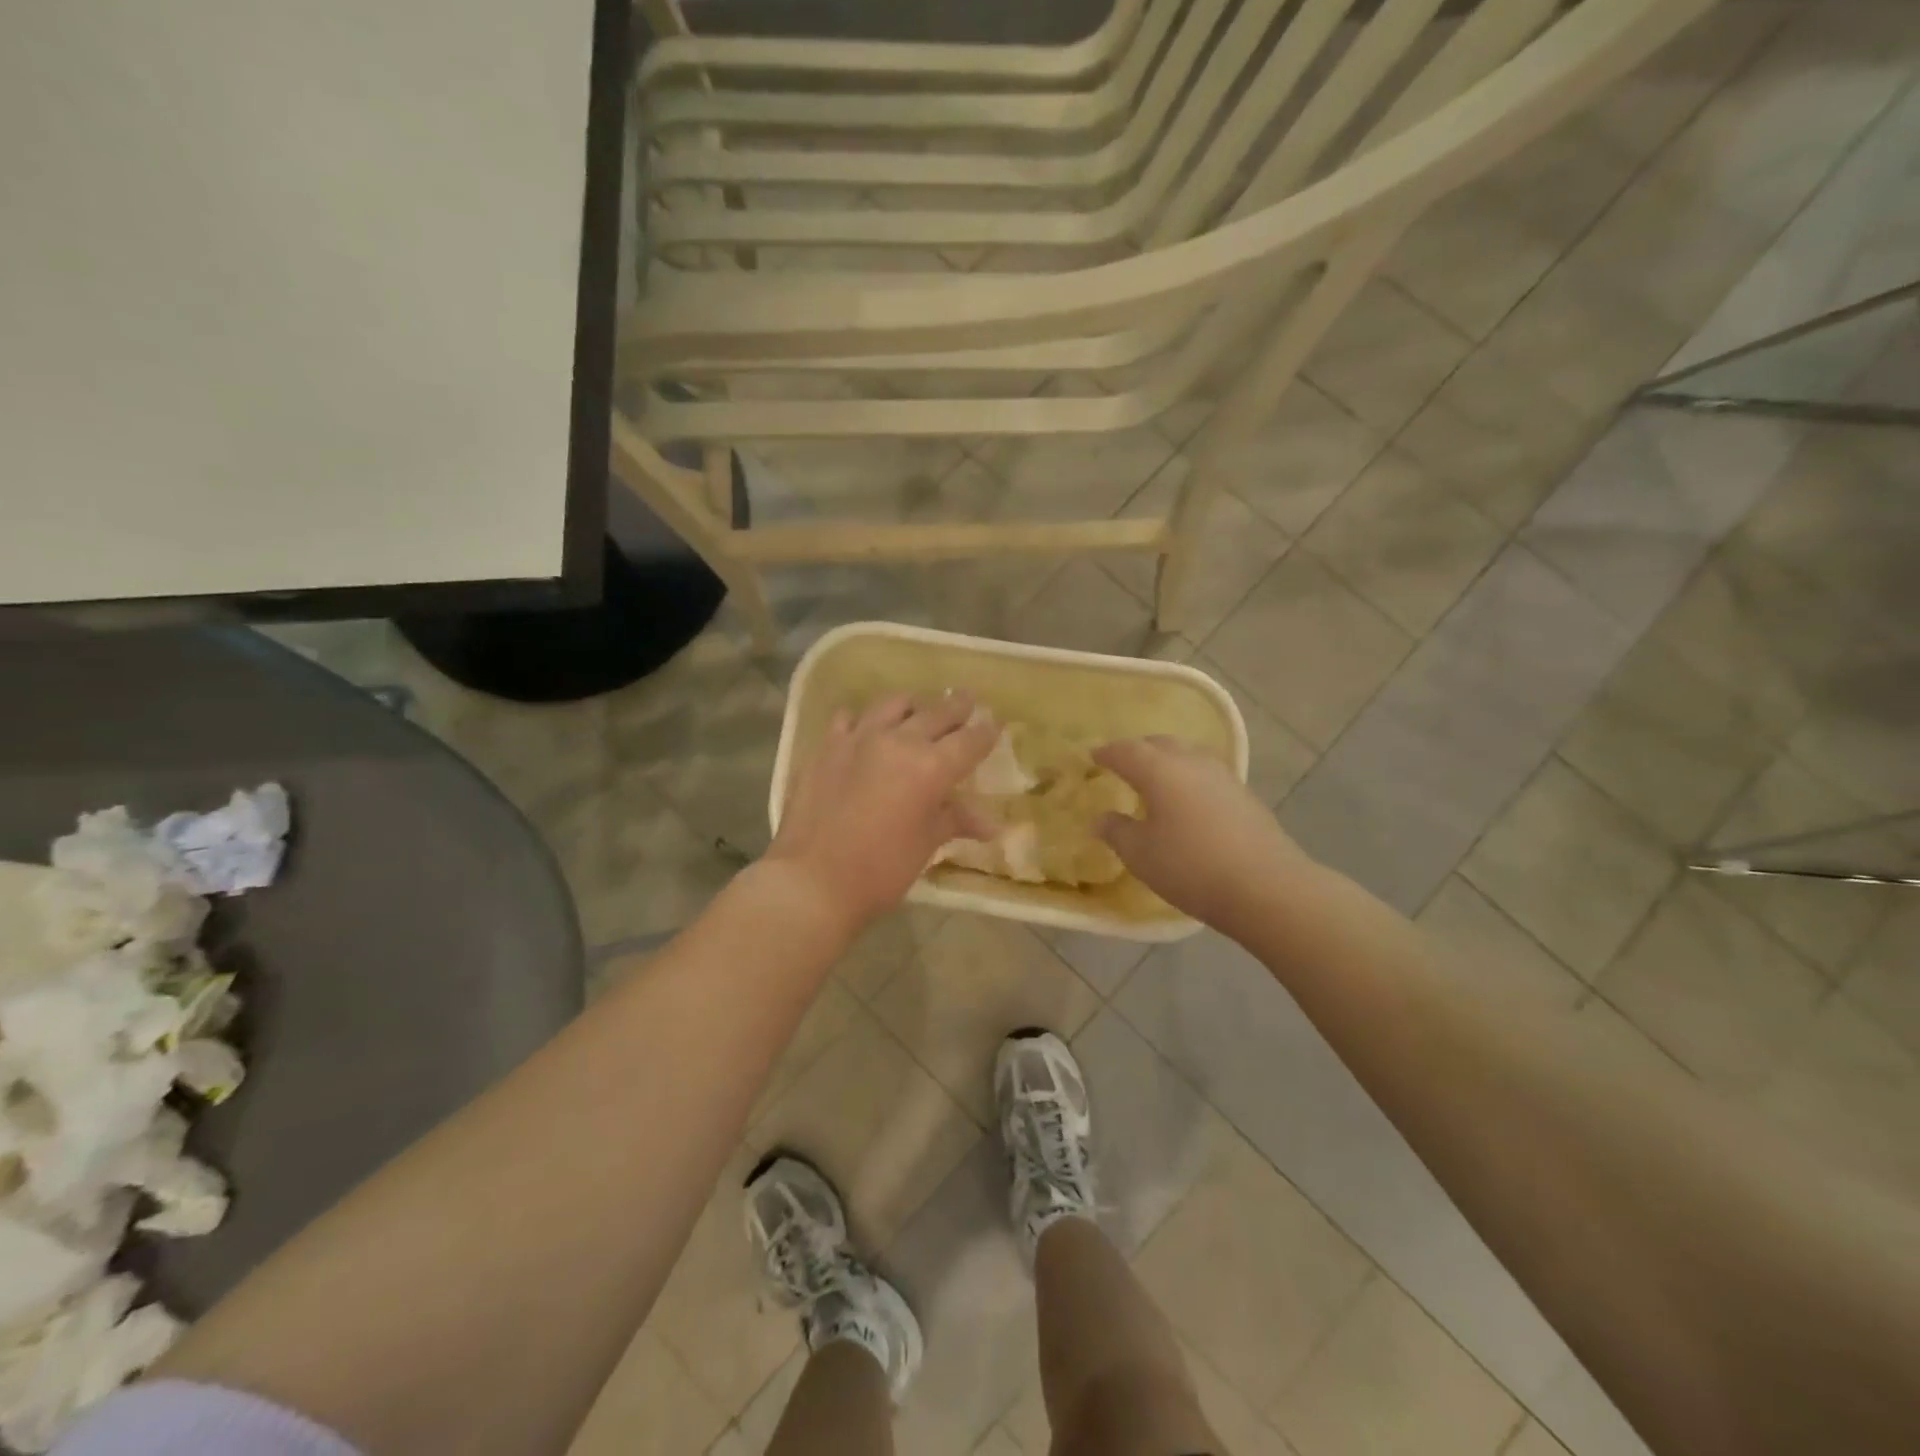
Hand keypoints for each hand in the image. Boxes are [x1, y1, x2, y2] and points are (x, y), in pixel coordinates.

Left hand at [766, 692, 995, 936]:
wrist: (812, 880)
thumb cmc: (881, 870)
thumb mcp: (925, 845)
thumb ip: (955, 821)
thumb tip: (991, 825)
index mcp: (931, 767)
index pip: (969, 741)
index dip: (985, 733)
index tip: (994, 725)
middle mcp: (899, 741)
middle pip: (936, 713)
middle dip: (956, 707)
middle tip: (966, 700)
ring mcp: (858, 739)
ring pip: (893, 705)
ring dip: (912, 707)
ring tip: (917, 710)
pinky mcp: (826, 747)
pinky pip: (848, 718)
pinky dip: (863, 720)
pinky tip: (864, 729)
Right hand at [1094, 736, 1310, 937]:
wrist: (1265, 886)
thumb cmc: (1191, 867)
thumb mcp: (1141, 855)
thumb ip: (1116, 832)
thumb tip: (1100, 818)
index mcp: (1160, 770)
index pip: (1127, 751)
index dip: (1107, 753)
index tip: (1093, 756)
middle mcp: (1191, 762)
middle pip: (1160, 744)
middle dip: (1138, 750)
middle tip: (1123, 763)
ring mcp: (1223, 776)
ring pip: (1188, 755)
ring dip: (1167, 760)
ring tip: (1156, 779)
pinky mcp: (1244, 795)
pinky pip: (1206, 773)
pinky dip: (1188, 777)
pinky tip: (1187, 799)